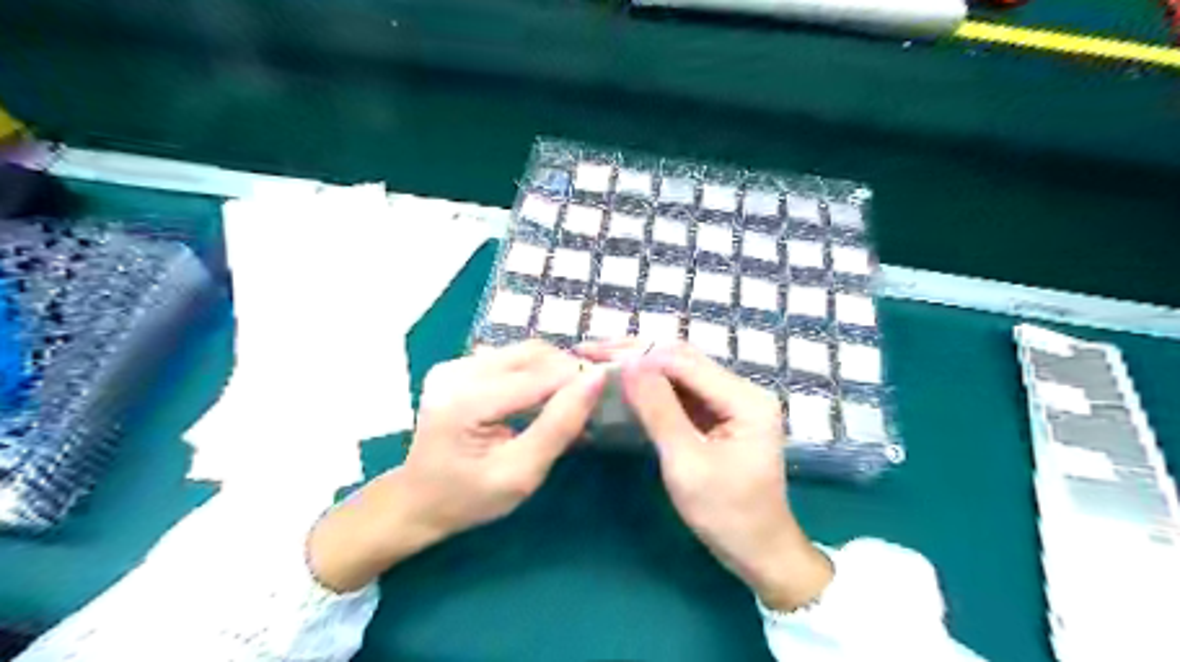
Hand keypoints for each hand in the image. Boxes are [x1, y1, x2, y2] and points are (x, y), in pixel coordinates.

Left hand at [308, 341, 601, 589]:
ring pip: (524, 351)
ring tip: (568, 401)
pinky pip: (509, 358)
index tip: (608, 395)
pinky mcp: (457, 366)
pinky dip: (534, 373)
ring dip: (553, 371)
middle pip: (532, 354)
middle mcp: (457, 371)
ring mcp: (454, 364)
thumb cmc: (470, 498)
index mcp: (466, 401)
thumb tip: (596, 379)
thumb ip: (559, 425)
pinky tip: (541, 398)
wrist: (417, 501)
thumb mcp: (521, 473)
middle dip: (568, 373)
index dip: (578, 380)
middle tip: (589, 402)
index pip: (539, 375)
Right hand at [580, 341, 833, 608]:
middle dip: (636, 353)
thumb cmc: (726, 514)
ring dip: (641, 366)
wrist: (758, 552)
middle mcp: (742, 390)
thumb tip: (630, 364)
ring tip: (599, 360)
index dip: (640, 355)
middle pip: (683, 359)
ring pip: (679, 371)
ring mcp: (731, 401)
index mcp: (745, 399)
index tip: (596, 356)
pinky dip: (652, 386)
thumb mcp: (686, 464)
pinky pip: (681, 391)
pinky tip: (625, 382)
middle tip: (590, 350)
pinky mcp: (719, 415)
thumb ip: (659, 410)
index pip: (685, 362)